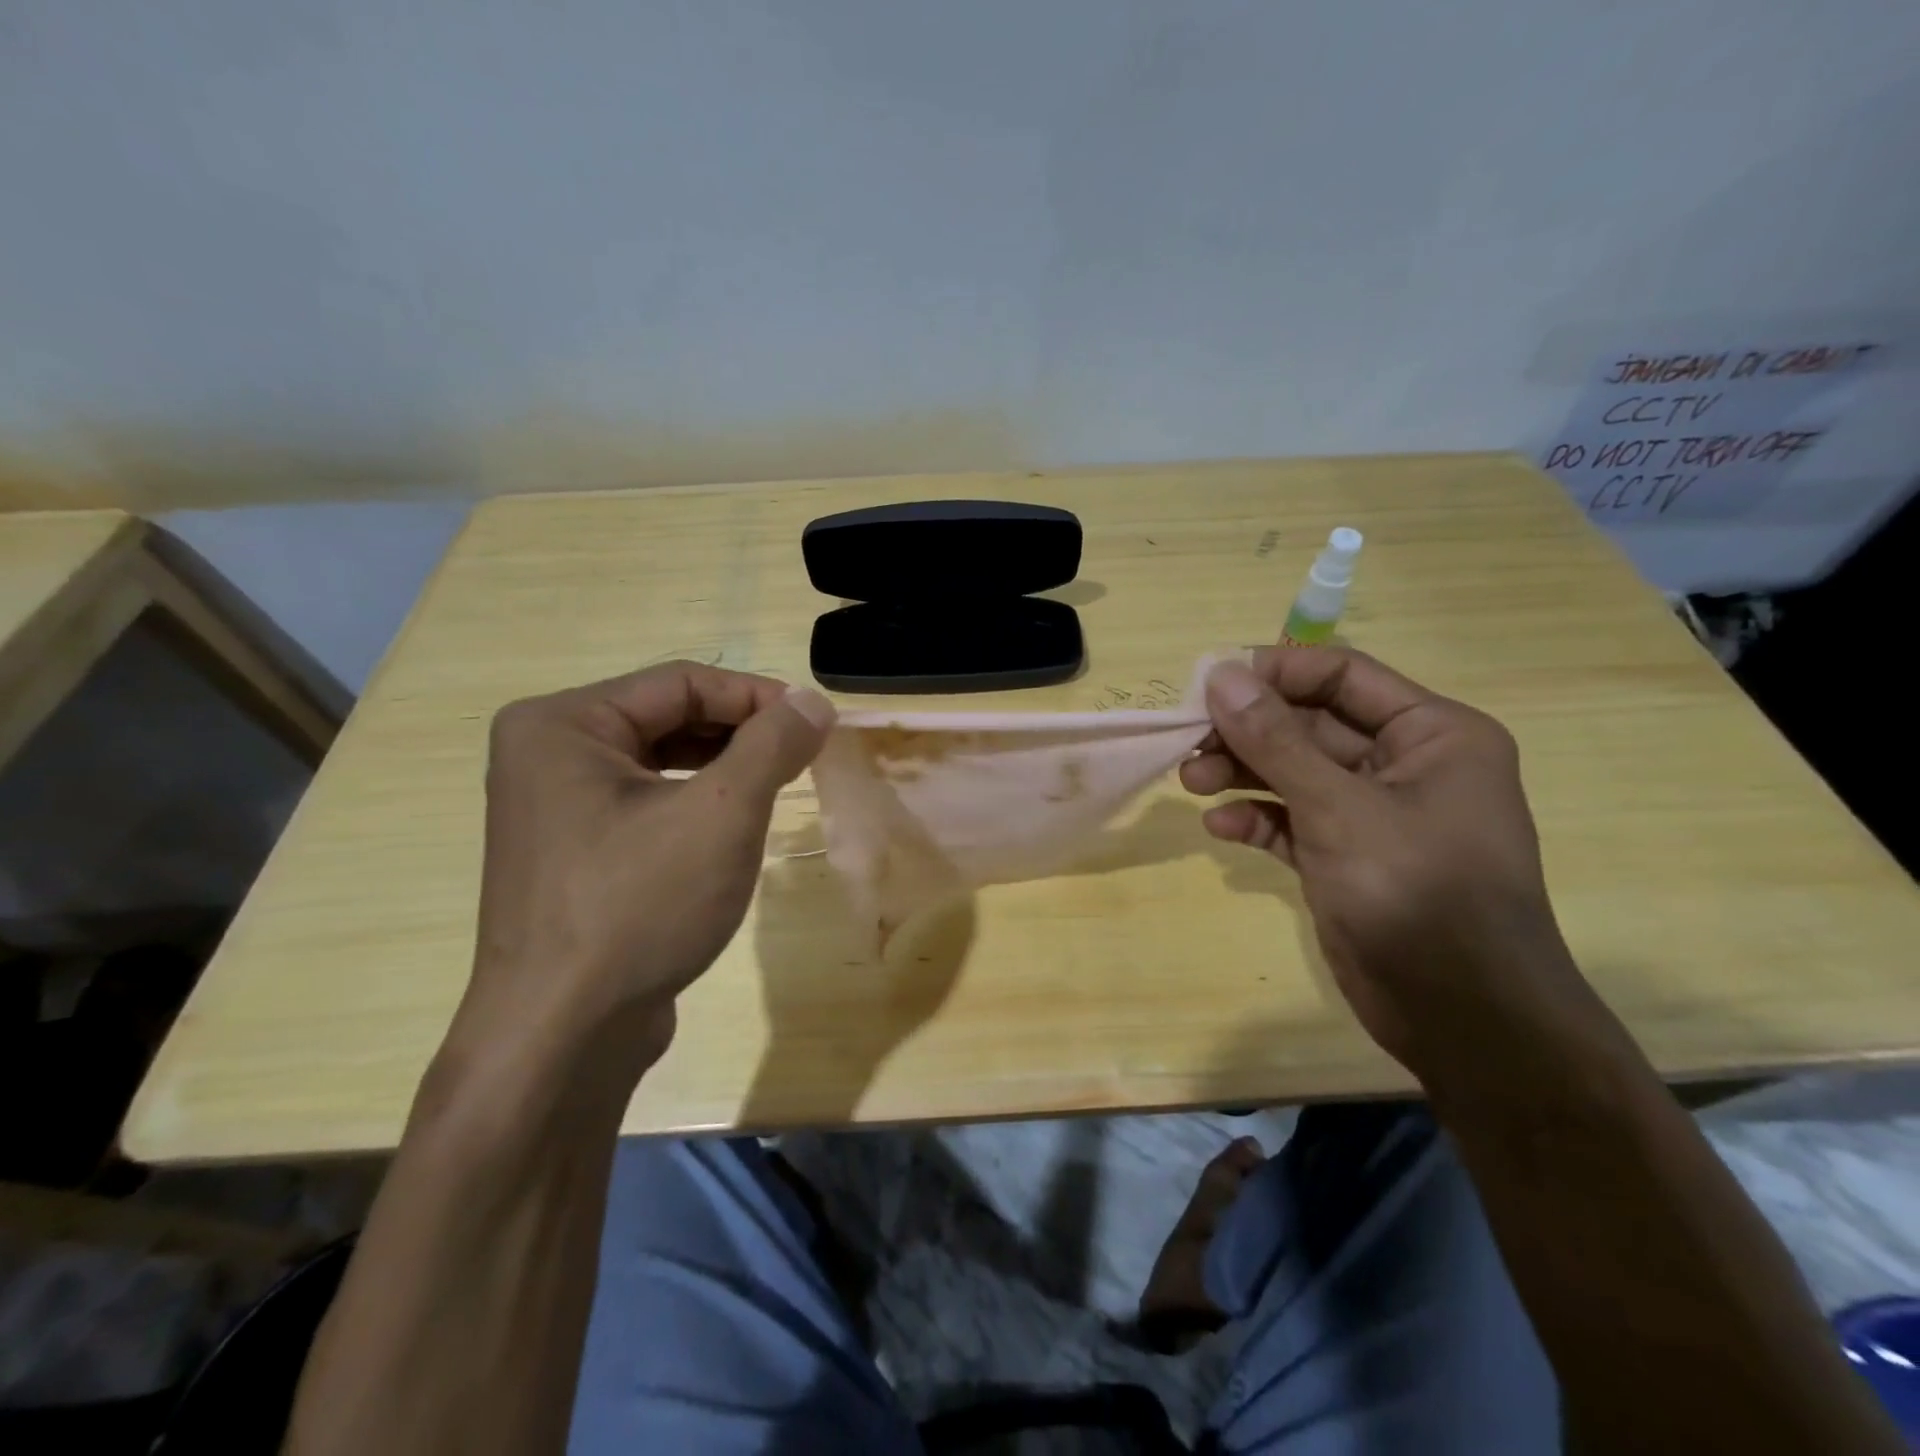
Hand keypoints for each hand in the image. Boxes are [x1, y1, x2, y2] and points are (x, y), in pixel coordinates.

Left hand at [459, 662, 834, 1077]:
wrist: (563, 1037)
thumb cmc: (638, 907)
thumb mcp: (721, 814)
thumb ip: (771, 744)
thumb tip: (813, 700)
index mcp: (563, 724)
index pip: (680, 682)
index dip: (756, 695)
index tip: (818, 720)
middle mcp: (548, 754)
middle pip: (668, 717)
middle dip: (742, 733)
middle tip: (804, 754)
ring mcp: (556, 806)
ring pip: (661, 762)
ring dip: (725, 768)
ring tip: (780, 785)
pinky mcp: (575, 851)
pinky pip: (648, 803)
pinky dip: (697, 803)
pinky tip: (735, 825)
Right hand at [1184, 648, 1593, 1072]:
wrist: (1462, 1018)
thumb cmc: (1415, 894)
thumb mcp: (1339, 808)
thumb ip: (1276, 741)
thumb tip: (1221, 675)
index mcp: (1431, 733)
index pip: (1342, 675)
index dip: (1274, 674)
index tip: (1208, 684)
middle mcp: (1405, 764)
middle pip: (1309, 724)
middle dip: (1247, 731)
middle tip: (1187, 739)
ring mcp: (1373, 814)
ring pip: (1294, 772)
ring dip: (1242, 772)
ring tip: (1190, 782)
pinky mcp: (1346, 857)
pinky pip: (1293, 820)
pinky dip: (1257, 818)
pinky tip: (1221, 827)